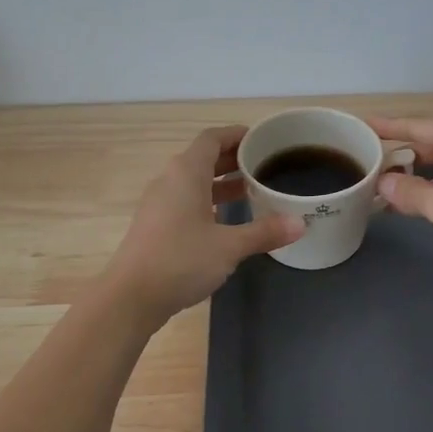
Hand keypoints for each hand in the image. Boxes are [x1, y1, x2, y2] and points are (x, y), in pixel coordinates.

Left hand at [100, 126, 303, 322]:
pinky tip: (226, 221)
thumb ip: (264, 232)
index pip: (212, 138)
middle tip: (264, 166)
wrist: (131, 296)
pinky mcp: (155, 225)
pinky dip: (207, 201)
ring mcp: (159, 203)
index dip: (236, 135)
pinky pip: (185, 201)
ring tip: (251, 191)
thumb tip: (300, 224)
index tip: (261, 140)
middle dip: (232, 159)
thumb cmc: (181, 260)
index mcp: (186, 172)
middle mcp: (170, 180)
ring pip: (193, 182)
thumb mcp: (229, 246)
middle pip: (203, 158)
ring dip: (221, 183)